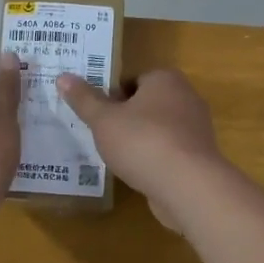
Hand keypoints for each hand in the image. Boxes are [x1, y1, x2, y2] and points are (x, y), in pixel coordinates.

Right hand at [56, 68, 224, 229]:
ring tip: (117, 157)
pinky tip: (138, 173)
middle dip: (126, 118)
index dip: (113, 96)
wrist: (188, 186)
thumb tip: (63, 77)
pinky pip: (170, 151)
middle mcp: (186, 97)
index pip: (133, 80)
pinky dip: (155, 159)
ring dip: (140, 140)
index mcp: (165, 79)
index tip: (97, 115)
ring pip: (159, 129)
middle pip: (147, 104)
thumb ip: (84, 99)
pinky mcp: (200, 157)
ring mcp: (197, 128)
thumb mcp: (104, 120)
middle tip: (102, 135)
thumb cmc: (142, 142)